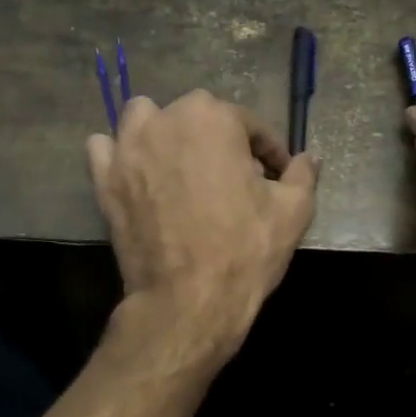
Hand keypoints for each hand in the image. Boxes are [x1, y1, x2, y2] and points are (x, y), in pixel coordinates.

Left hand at [88, 91, 318, 352]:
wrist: (188, 300)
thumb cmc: (245, 250)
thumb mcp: (292, 212)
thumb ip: (302, 175)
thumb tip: (310, 158)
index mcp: (213, 118)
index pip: (249, 124)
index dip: (268, 150)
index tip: (277, 175)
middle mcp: (165, 121)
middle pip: (197, 116)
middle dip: (218, 140)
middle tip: (233, 177)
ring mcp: (128, 150)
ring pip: (143, 119)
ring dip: (162, 131)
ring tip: (180, 164)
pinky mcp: (105, 180)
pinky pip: (105, 149)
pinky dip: (119, 154)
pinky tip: (137, 173)